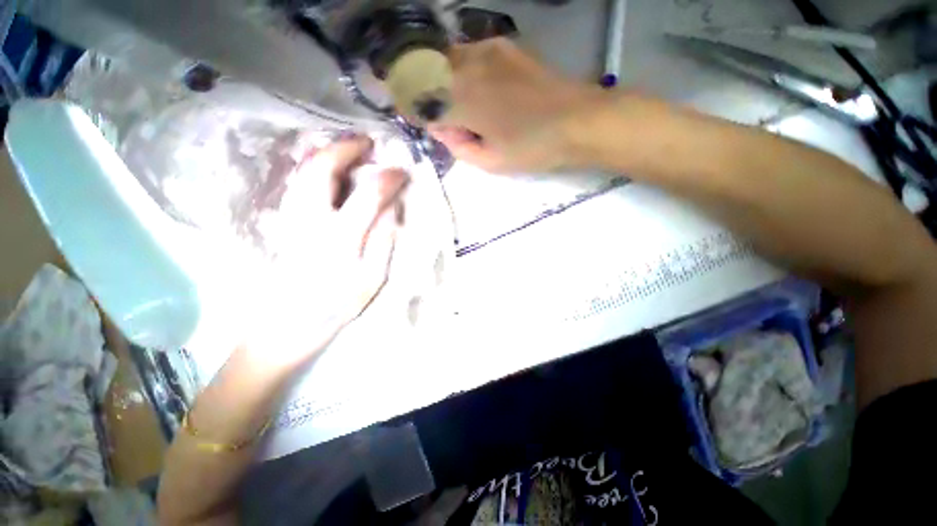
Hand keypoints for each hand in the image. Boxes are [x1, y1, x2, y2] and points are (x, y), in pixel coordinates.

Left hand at [245, 136, 407, 366]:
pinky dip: (314, 167)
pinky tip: (330, 170)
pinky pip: (297, 183)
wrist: (287, 324)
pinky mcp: (283, 221)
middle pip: (322, 169)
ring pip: (304, 172)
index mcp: (340, 238)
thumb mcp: (372, 279)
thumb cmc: (336, 305)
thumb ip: (384, 240)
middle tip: (367, 144)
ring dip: (327, 153)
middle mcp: (310, 220)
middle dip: (346, 149)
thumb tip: (392, 208)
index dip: (388, 178)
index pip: (368, 195)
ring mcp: (291, 218)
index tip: (402, 172)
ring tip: (350, 150)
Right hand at [430, 38, 607, 172]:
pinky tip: (474, 86)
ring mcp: (485, 50)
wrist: (578, 120)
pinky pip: (467, 52)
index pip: (419, 101)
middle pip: (425, 71)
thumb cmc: (533, 148)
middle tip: (436, 115)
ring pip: (444, 58)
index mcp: (462, 100)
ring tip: (454, 102)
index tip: (417, 121)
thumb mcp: (490, 161)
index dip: (414, 112)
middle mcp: (467, 66)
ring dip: (439, 78)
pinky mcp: (503, 45)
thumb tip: (442, 128)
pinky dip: (460, 69)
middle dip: (422, 92)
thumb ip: (458, 146)